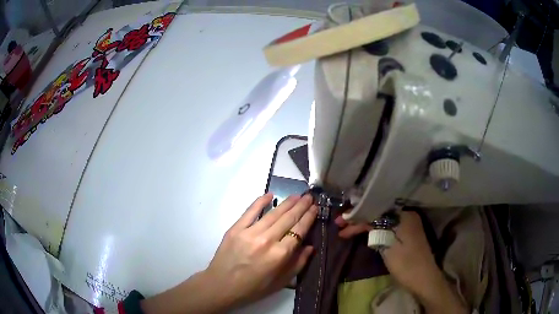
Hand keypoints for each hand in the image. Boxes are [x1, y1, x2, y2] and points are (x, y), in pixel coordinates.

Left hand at [141, 193, 317, 313]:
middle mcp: (267, 240)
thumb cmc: (254, 287)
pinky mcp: (236, 229)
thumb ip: (298, 264)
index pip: (299, 230)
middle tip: (310, 197)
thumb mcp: (282, 282)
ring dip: (287, 202)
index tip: (315, 208)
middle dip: (301, 206)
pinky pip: (250, 211)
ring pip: (273, 213)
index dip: (309, 217)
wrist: (222, 285)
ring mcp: (250, 232)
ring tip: (297, 195)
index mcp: (280, 255)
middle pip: (288, 218)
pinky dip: (260, 201)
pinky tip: (270, 194)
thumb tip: (310, 246)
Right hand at [335, 211, 467, 313]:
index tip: (339, 224)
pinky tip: (364, 232)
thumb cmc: (406, 264)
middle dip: (359, 219)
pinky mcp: (407, 234)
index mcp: (404, 215)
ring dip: (365, 225)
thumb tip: (361, 218)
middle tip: (340, 225)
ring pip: (382, 220)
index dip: (356, 216)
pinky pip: (387, 226)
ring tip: (347, 229)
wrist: (423, 279)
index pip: (375, 211)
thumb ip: (375, 229)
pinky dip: (374, 230)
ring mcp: (408, 224)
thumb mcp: (387, 246)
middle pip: (379, 213)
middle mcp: (407, 215)